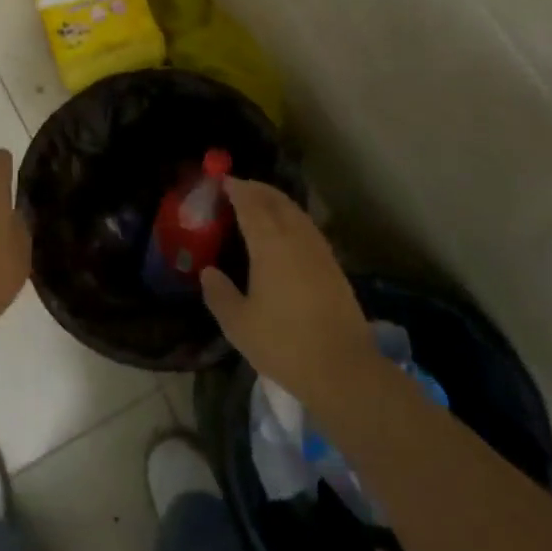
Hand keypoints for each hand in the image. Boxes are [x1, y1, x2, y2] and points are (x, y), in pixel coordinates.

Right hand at [202, 178, 377, 404]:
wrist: (343, 369)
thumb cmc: (284, 343)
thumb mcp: (238, 324)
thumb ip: (219, 294)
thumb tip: (208, 272)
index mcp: (269, 244)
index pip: (250, 204)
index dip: (236, 189)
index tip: (223, 181)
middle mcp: (295, 238)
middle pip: (276, 201)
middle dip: (257, 189)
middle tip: (239, 187)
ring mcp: (319, 251)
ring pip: (296, 213)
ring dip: (277, 201)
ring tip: (261, 204)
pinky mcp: (334, 267)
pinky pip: (308, 228)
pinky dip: (292, 219)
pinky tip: (287, 233)